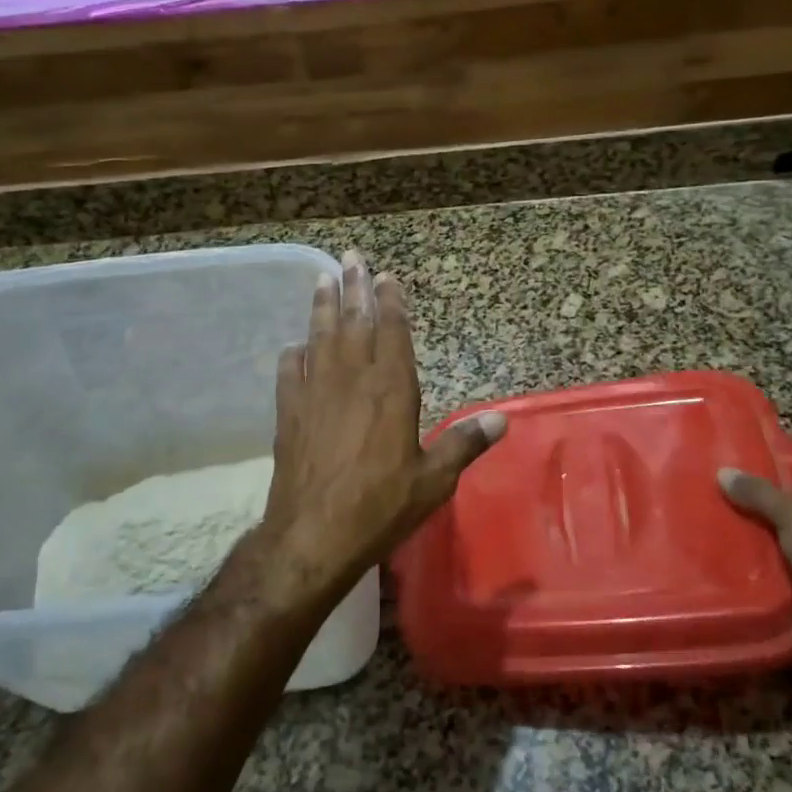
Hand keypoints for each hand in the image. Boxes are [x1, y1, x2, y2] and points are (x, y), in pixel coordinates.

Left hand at [260, 250, 506, 605]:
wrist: (314, 535)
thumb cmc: (381, 506)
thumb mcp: (434, 480)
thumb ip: (464, 444)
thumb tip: (502, 419)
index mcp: (392, 390)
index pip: (393, 333)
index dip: (391, 302)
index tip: (387, 277)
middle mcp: (353, 380)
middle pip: (354, 322)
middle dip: (354, 287)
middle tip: (351, 255)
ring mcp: (316, 393)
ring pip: (320, 337)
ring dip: (322, 306)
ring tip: (323, 279)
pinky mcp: (289, 413)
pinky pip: (289, 372)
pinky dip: (293, 355)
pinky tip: (294, 346)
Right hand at [719, 462, 791, 676]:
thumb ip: (760, 493)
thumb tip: (723, 472)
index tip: (755, 457)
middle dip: (766, 497)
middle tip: (727, 482)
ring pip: (785, 535)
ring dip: (758, 528)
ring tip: (718, 508)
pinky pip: (777, 564)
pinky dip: (757, 557)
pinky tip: (726, 544)